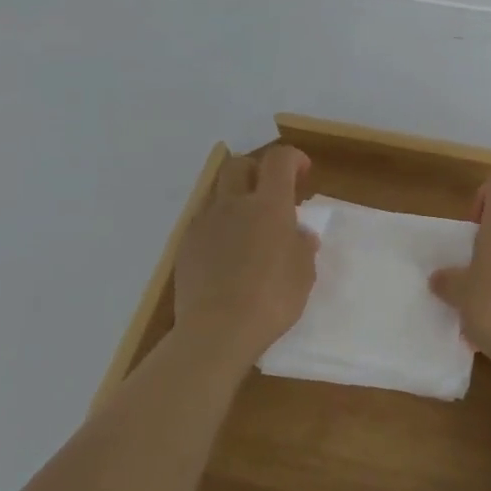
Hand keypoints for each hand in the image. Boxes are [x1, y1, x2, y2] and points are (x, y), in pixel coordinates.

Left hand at [172, 145, 318, 376]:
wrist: (217, 331)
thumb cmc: (272, 299)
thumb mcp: (304, 273)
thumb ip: (303, 246)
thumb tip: (299, 233)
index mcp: (270, 204)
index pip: (279, 159)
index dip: (293, 159)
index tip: (302, 173)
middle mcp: (234, 204)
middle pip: (240, 165)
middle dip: (257, 171)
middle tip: (270, 194)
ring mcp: (205, 223)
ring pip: (218, 193)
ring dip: (235, 199)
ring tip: (247, 228)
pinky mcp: (185, 246)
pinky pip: (204, 223)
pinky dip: (219, 227)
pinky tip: (227, 255)